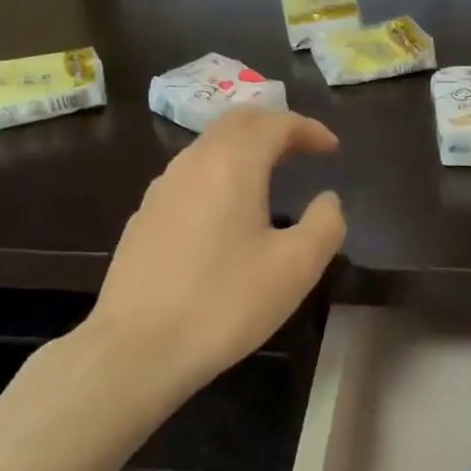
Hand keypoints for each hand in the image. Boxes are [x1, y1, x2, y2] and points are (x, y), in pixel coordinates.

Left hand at [87, 107, 344, 394]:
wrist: (137, 348)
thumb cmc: (225, 303)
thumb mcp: (296, 268)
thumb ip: (325, 224)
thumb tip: (328, 200)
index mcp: (232, 163)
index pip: (275, 123)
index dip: (309, 129)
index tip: (333, 149)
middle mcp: (193, 162)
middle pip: (237, 122)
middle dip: (275, 127)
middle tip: (303, 150)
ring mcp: (162, 188)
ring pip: (209, 146)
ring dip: (244, 148)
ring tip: (270, 173)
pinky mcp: (144, 216)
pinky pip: (189, 175)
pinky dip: (219, 172)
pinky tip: (226, 209)